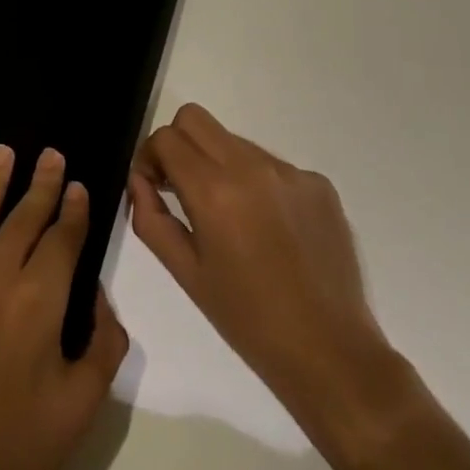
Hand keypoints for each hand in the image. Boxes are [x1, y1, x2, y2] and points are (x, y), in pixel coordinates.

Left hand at [0, 146, 128, 469]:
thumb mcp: (83, 403)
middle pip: (22, 217)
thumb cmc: (18, 449)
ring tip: (4, 152)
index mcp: (39, 300)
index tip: (77, 186)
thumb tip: (99, 297)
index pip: (62, 238)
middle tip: (49, 154)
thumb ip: (104, 342)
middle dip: (40, 184)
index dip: (72, 209)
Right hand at [129, 103, 386, 411]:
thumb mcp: (185, 273)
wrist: (330, 352)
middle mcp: (252, 167)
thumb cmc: (246, 319)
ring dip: (218, 163)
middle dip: (178, 145)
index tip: (155, 187)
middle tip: (181, 188)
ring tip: (230, 217)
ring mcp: (291, 172)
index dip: (150, 157)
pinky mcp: (319, 184)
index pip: (166, 138)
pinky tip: (269, 229)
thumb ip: (150, 218)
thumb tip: (139, 181)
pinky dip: (257, 183)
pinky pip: (272, 165)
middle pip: (196, 118)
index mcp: (214, 191)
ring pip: (234, 140)